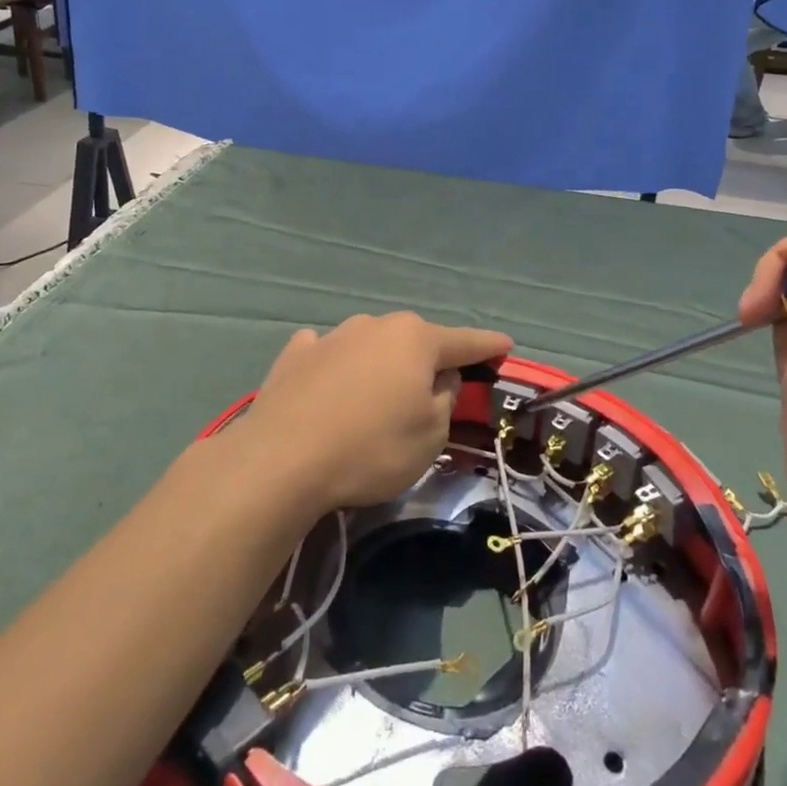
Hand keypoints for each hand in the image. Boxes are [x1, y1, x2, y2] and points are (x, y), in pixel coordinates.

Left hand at [236, 313, 512, 515]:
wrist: (281, 460)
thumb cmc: (371, 448)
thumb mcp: (430, 435)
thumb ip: (444, 398)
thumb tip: (438, 377)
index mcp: (415, 340)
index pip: (464, 342)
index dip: (487, 346)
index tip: (505, 345)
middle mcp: (374, 326)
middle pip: (414, 341)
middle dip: (427, 359)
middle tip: (433, 390)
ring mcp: (331, 336)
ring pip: (370, 345)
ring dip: (381, 364)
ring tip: (376, 398)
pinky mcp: (295, 355)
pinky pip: (328, 355)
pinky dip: (337, 366)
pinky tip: (329, 383)